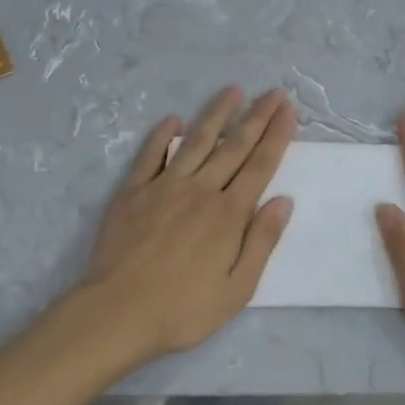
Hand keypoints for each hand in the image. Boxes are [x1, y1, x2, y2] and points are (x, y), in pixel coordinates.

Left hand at [78, 86, 296, 361]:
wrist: (115, 313)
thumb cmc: (182, 309)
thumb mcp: (237, 289)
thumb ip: (262, 241)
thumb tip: (283, 200)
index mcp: (229, 214)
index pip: (260, 165)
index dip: (277, 135)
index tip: (288, 110)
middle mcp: (201, 190)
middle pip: (234, 145)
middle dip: (257, 116)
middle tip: (273, 92)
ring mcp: (164, 187)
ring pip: (196, 141)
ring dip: (216, 114)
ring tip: (233, 91)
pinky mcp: (133, 192)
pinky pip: (150, 155)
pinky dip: (162, 136)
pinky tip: (172, 120)